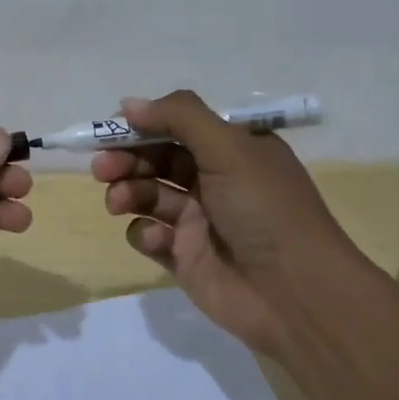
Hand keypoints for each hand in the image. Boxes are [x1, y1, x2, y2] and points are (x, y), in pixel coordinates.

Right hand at [92, 90, 369, 354]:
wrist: (296, 296)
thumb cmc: (265, 210)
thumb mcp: (230, 149)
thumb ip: (179, 118)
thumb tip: (128, 103)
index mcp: (234, 149)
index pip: (179, 125)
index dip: (144, 124)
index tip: (112, 127)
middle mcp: (216, 179)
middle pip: (157, 158)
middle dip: (126, 158)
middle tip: (102, 167)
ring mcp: (199, 220)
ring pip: (148, 194)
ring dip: (128, 191)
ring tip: (118, 202)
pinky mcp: (185, 257)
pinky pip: (151, 235)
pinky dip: (145, 232)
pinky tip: (157, 240)